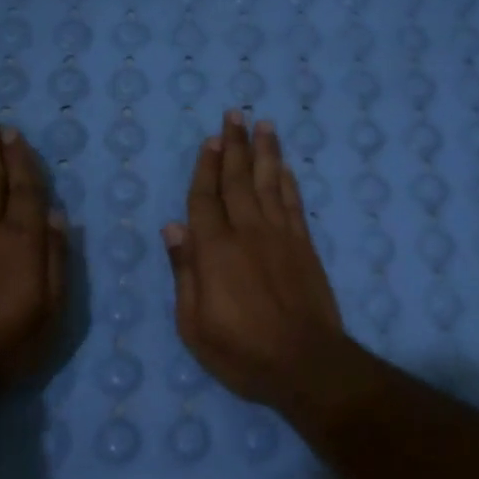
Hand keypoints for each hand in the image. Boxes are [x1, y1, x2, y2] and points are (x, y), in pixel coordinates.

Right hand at [162, 111, 348, 411]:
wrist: (306, 363)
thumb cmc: (242, 352)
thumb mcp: (194, 325)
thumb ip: (184, 272)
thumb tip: (173, 227)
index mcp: (215, 250)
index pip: (205, 199)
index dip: (205, 167)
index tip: (209, 139)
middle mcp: (248, 232)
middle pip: (238, 180)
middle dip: (234, 146)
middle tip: (235, 114)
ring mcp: (281, 236)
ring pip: (270, 183)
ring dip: (265, 152)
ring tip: (263, 125)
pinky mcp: (305, 246)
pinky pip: (294, 203)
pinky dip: (288, 182)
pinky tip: (285, 166)